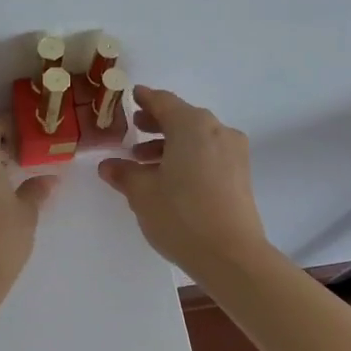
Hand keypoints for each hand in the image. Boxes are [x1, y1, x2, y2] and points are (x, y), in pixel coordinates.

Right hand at [98, 87, 269, 274]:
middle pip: (183, 118)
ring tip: (144, 163)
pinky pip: (208, 154)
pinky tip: (169, 178)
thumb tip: (109, 165)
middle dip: (157, 123)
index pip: (163, 102)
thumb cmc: (180, 215)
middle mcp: (217, 130)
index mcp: (192, 125)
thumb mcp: (142, 193)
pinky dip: (188, 157)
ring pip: (197, 138)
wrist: (231, 255)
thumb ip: (124, 173)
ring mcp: (233, 152)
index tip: (132, 96)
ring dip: (171, 144)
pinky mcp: (240, 174)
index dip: (145, 99)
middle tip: (134, 130)